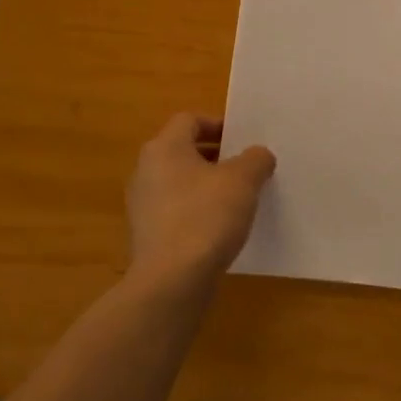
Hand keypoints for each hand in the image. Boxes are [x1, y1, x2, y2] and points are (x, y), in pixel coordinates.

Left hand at [126, 114, 275, 287]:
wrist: (172, 280)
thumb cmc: (206, 217)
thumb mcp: (243, 180)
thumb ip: (255, 159)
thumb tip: (257, 155)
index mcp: (164, 148)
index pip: (190, 120)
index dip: (219, 124)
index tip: (245, 139)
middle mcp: (146, 171)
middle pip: (183, 151)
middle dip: (217, 156)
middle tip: (247, 167)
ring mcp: (143, 205)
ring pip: (181, 183)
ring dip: (208, 186)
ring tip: (239, 199)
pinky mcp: (148, 235)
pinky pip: (177, 211)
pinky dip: (198, 212)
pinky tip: (222, 228)